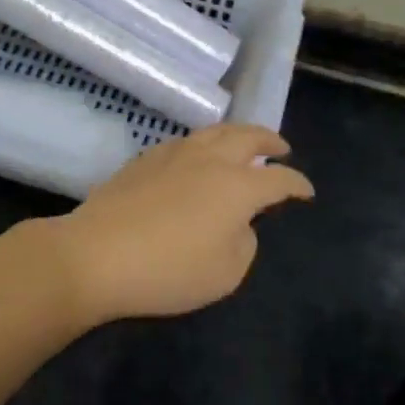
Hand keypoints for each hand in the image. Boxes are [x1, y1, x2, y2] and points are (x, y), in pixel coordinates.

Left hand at [48, 123, 313, 325]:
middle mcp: (210, 159)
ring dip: (237, 135)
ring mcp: (174, 154)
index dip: (297, 184)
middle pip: (247, 138)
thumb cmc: (169, 270)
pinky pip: (186, 142)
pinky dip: (204, 144)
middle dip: (269, 141)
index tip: (306, 191)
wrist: (97, 255)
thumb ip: (244, 242)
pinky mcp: (145, 159)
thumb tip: (239, 222)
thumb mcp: (225, 273)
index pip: (279, 180)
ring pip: (214, 132)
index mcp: (237, 186)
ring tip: (243, 143)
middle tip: (281, 148)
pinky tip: (198, 156)